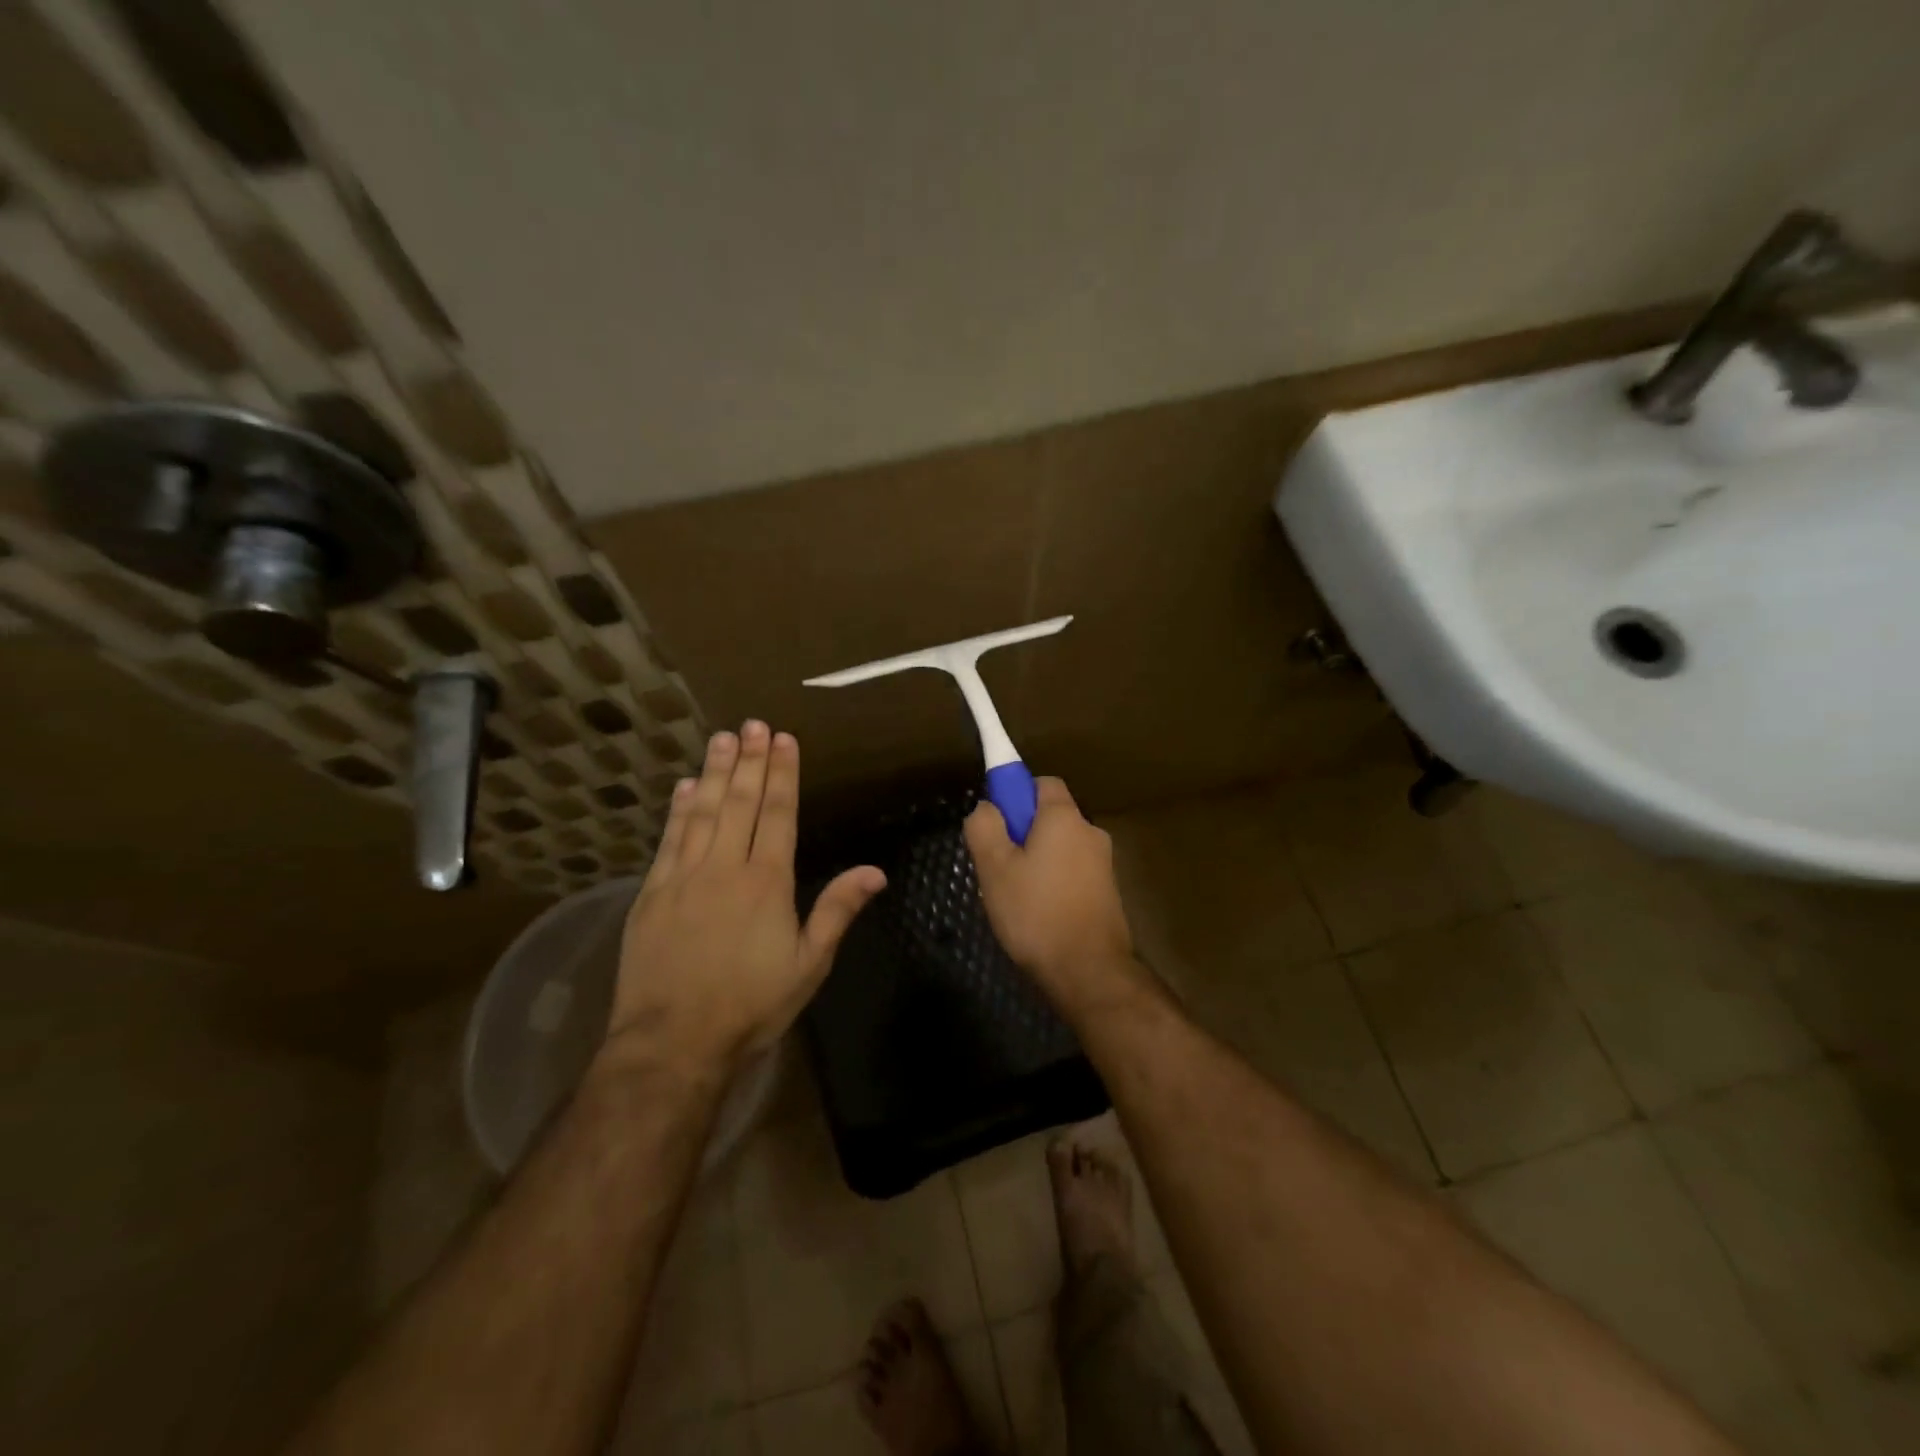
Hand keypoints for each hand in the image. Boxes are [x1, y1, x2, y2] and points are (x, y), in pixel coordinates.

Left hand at [601, 722, 884, 1078]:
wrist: (672, 1042)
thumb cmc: (750, 1005)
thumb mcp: (808, 965)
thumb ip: (837, 911)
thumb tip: (875, 871)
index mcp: (767, 881)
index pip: (778, 813)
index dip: (783, 773)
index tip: (784, 739)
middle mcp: (725, 866)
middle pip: (741, 802)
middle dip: (750, 760)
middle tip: (754, 724)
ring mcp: (683, 876)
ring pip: (703, 811)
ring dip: (715, 772)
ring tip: (723, 737)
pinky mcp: (652, 893)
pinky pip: (669, 839)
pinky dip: (679, 809)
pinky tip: (686, 786)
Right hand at [964, 777, 1137, 1011]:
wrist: (1088, 970)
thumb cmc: (1036, 912)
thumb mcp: (994, 868)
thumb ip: (984, 827)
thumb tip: (987, 807)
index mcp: (1064, 817)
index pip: (1042, 783)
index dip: (1015, 794)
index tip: (996, 821)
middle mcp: (1090, 832)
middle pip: (1050, 817)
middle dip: (1022, 832)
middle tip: (997, 864)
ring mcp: (1103, 863)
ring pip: (1060, 847)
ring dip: (1037, 860)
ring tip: (1014, 895)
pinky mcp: (1108, 892)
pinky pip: (1072, 872)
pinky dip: (1054, 882)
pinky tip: (1038, 913)